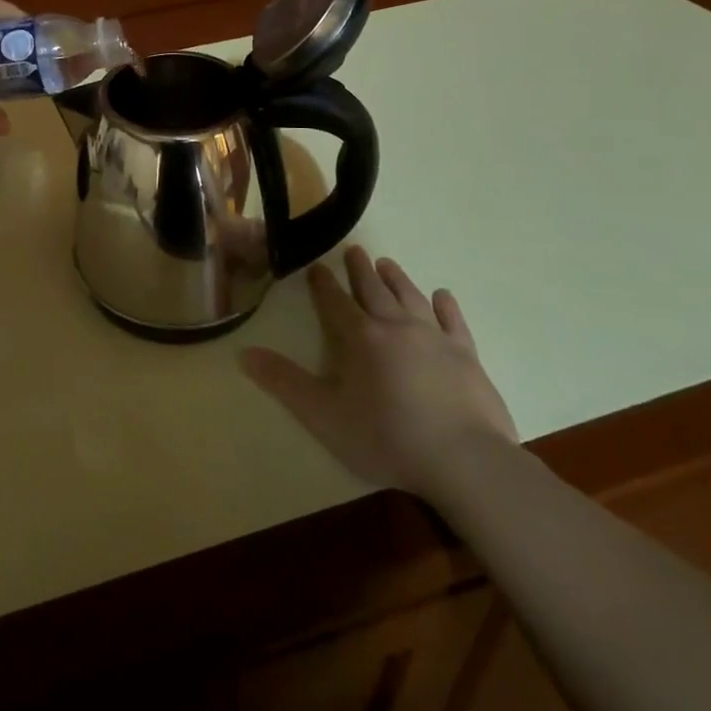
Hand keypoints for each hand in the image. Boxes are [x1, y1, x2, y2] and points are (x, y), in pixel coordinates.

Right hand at [241, 245, 516, 499]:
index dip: (323, 284)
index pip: (335, 302)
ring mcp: (435, 338)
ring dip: (397, 278)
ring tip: (387, 263)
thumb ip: (284, 383)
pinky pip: (454, 321)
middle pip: (374, 290)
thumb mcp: (324, 416)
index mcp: (361, 337)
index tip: (317, 267)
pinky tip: (442, 295)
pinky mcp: (467, 355)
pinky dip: (446, 305)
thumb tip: (244, 354)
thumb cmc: (387, 438)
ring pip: (411, 296)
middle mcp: (396, 326)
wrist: (465, 461)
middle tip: (354, 250)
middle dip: (360, 270)